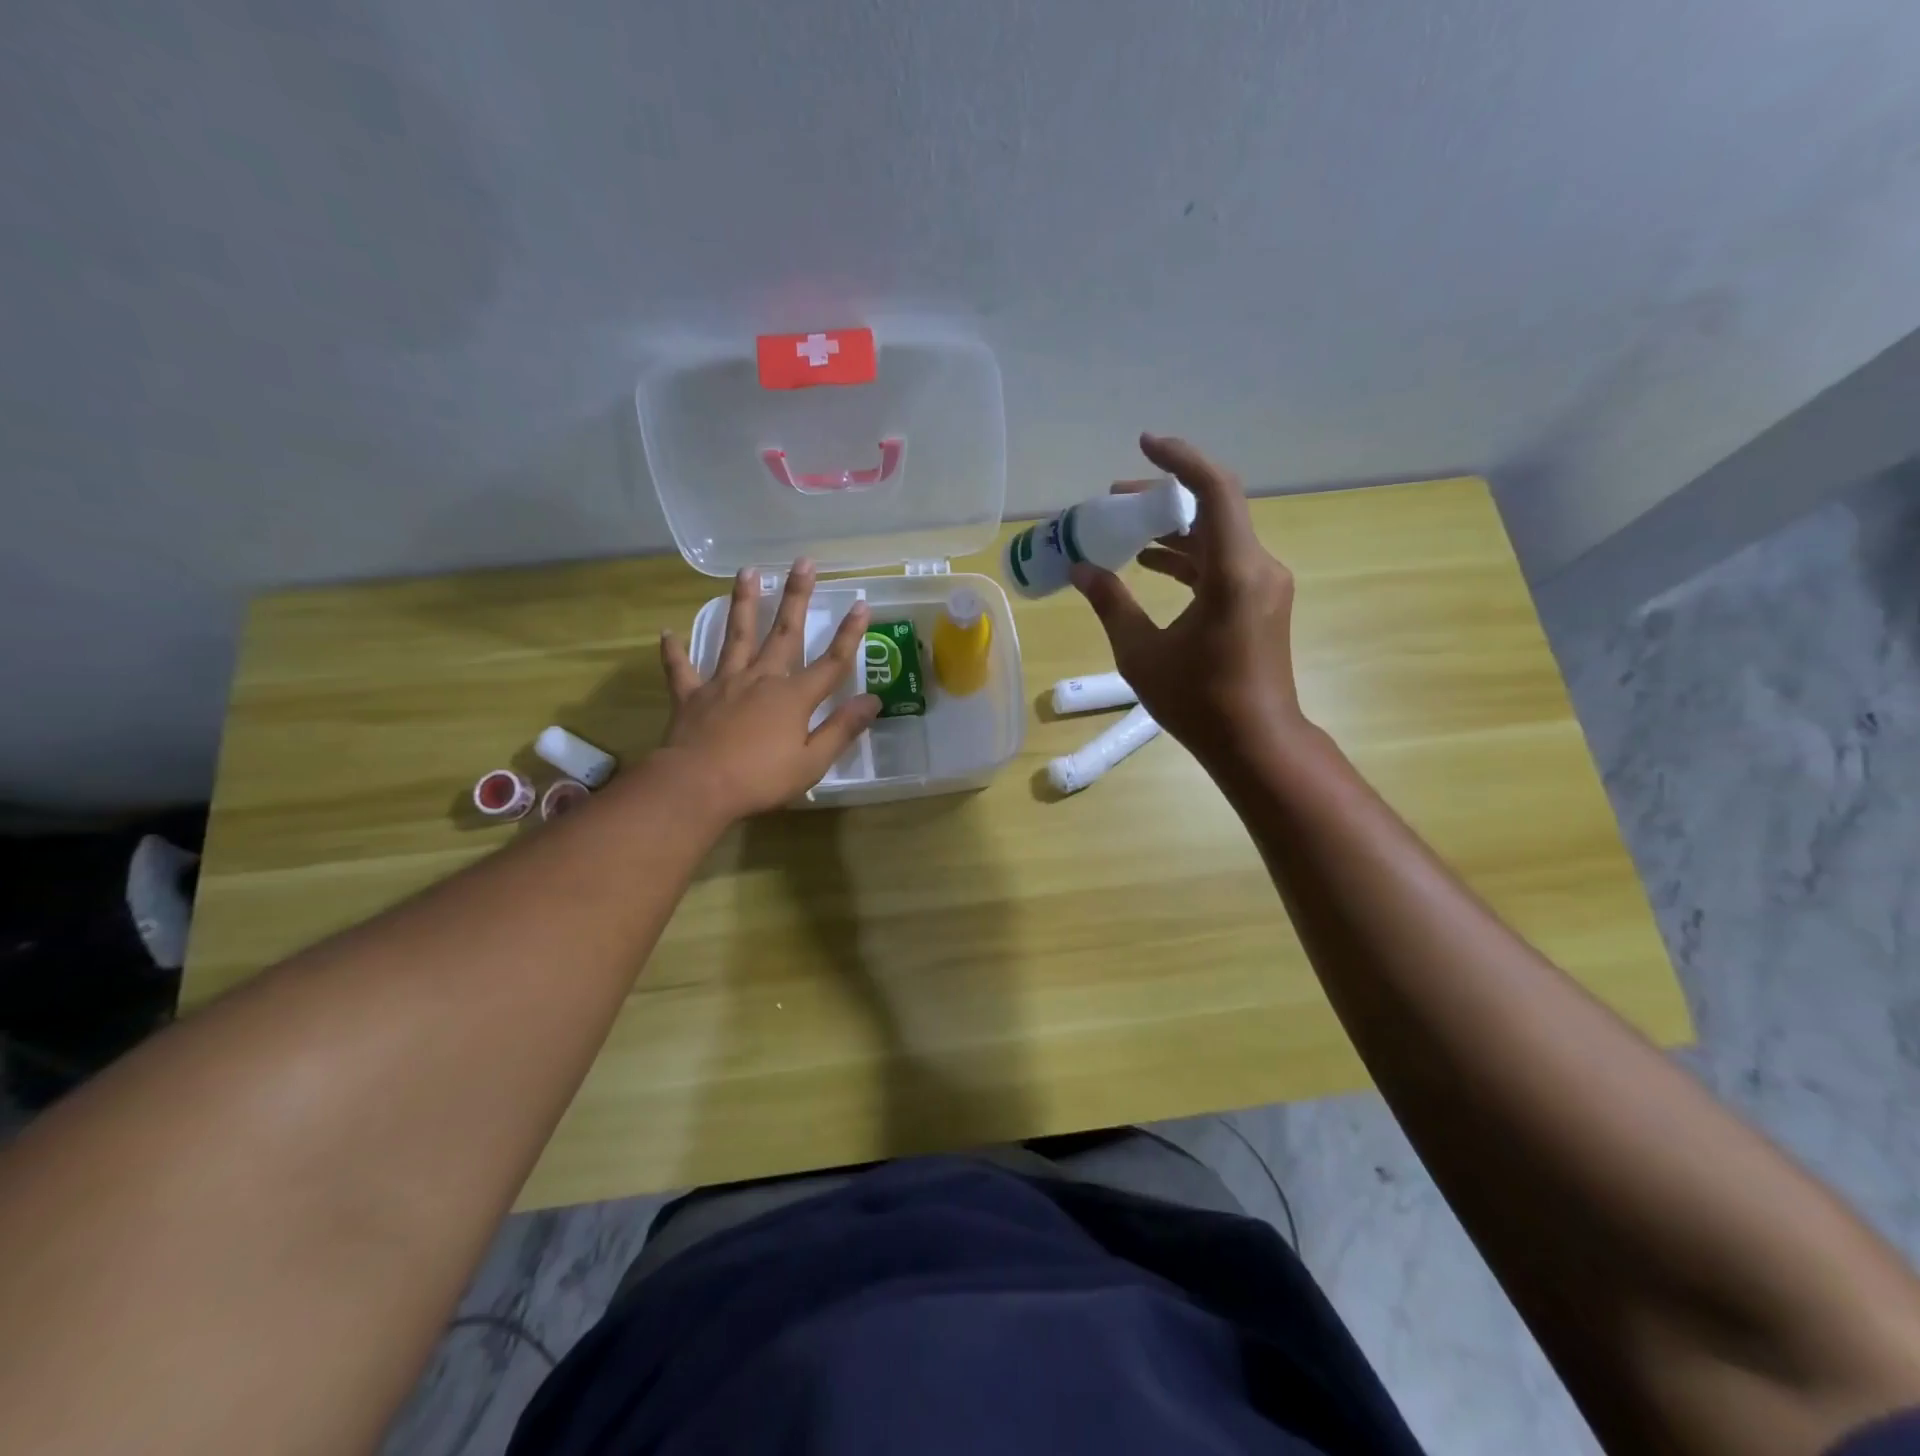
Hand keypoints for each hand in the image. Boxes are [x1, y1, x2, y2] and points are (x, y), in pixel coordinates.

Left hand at [657, 560, 879, 821]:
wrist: (697, 786)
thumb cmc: (760, 779)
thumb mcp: (812, 762)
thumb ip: (842, 729)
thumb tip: (872, 700)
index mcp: (793, 697)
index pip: (831, 662)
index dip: (849, 634)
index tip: (862, 604)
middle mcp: (761, 679)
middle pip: (784, 632)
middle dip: (796, 596)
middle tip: (803, 562)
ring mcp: (723, 683)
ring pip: (736, 636)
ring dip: (743, 603)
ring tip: (747, 572)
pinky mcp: (692, 696)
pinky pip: (681, 668)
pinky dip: (674, 650)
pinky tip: (667, 632)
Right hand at [1072, 434, 1309, 773]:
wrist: (1256, 743)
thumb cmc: (1198, 701)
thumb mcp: (1141, 653)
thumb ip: (1111, 603)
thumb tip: (1081, 570)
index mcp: (1234, 573)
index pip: (1215, 490)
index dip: (1180, 459)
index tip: (1143, 444)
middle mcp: (1258, 567)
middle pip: (1215, 508)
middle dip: (1164, 497)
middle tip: (1114, 500)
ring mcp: (1264, 585)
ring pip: (1218, 536)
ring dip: (1174, 528)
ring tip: (1125, 530)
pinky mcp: (1260, 603)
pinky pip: (1223, 562)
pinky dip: (1188, 556)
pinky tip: (1151, 563)